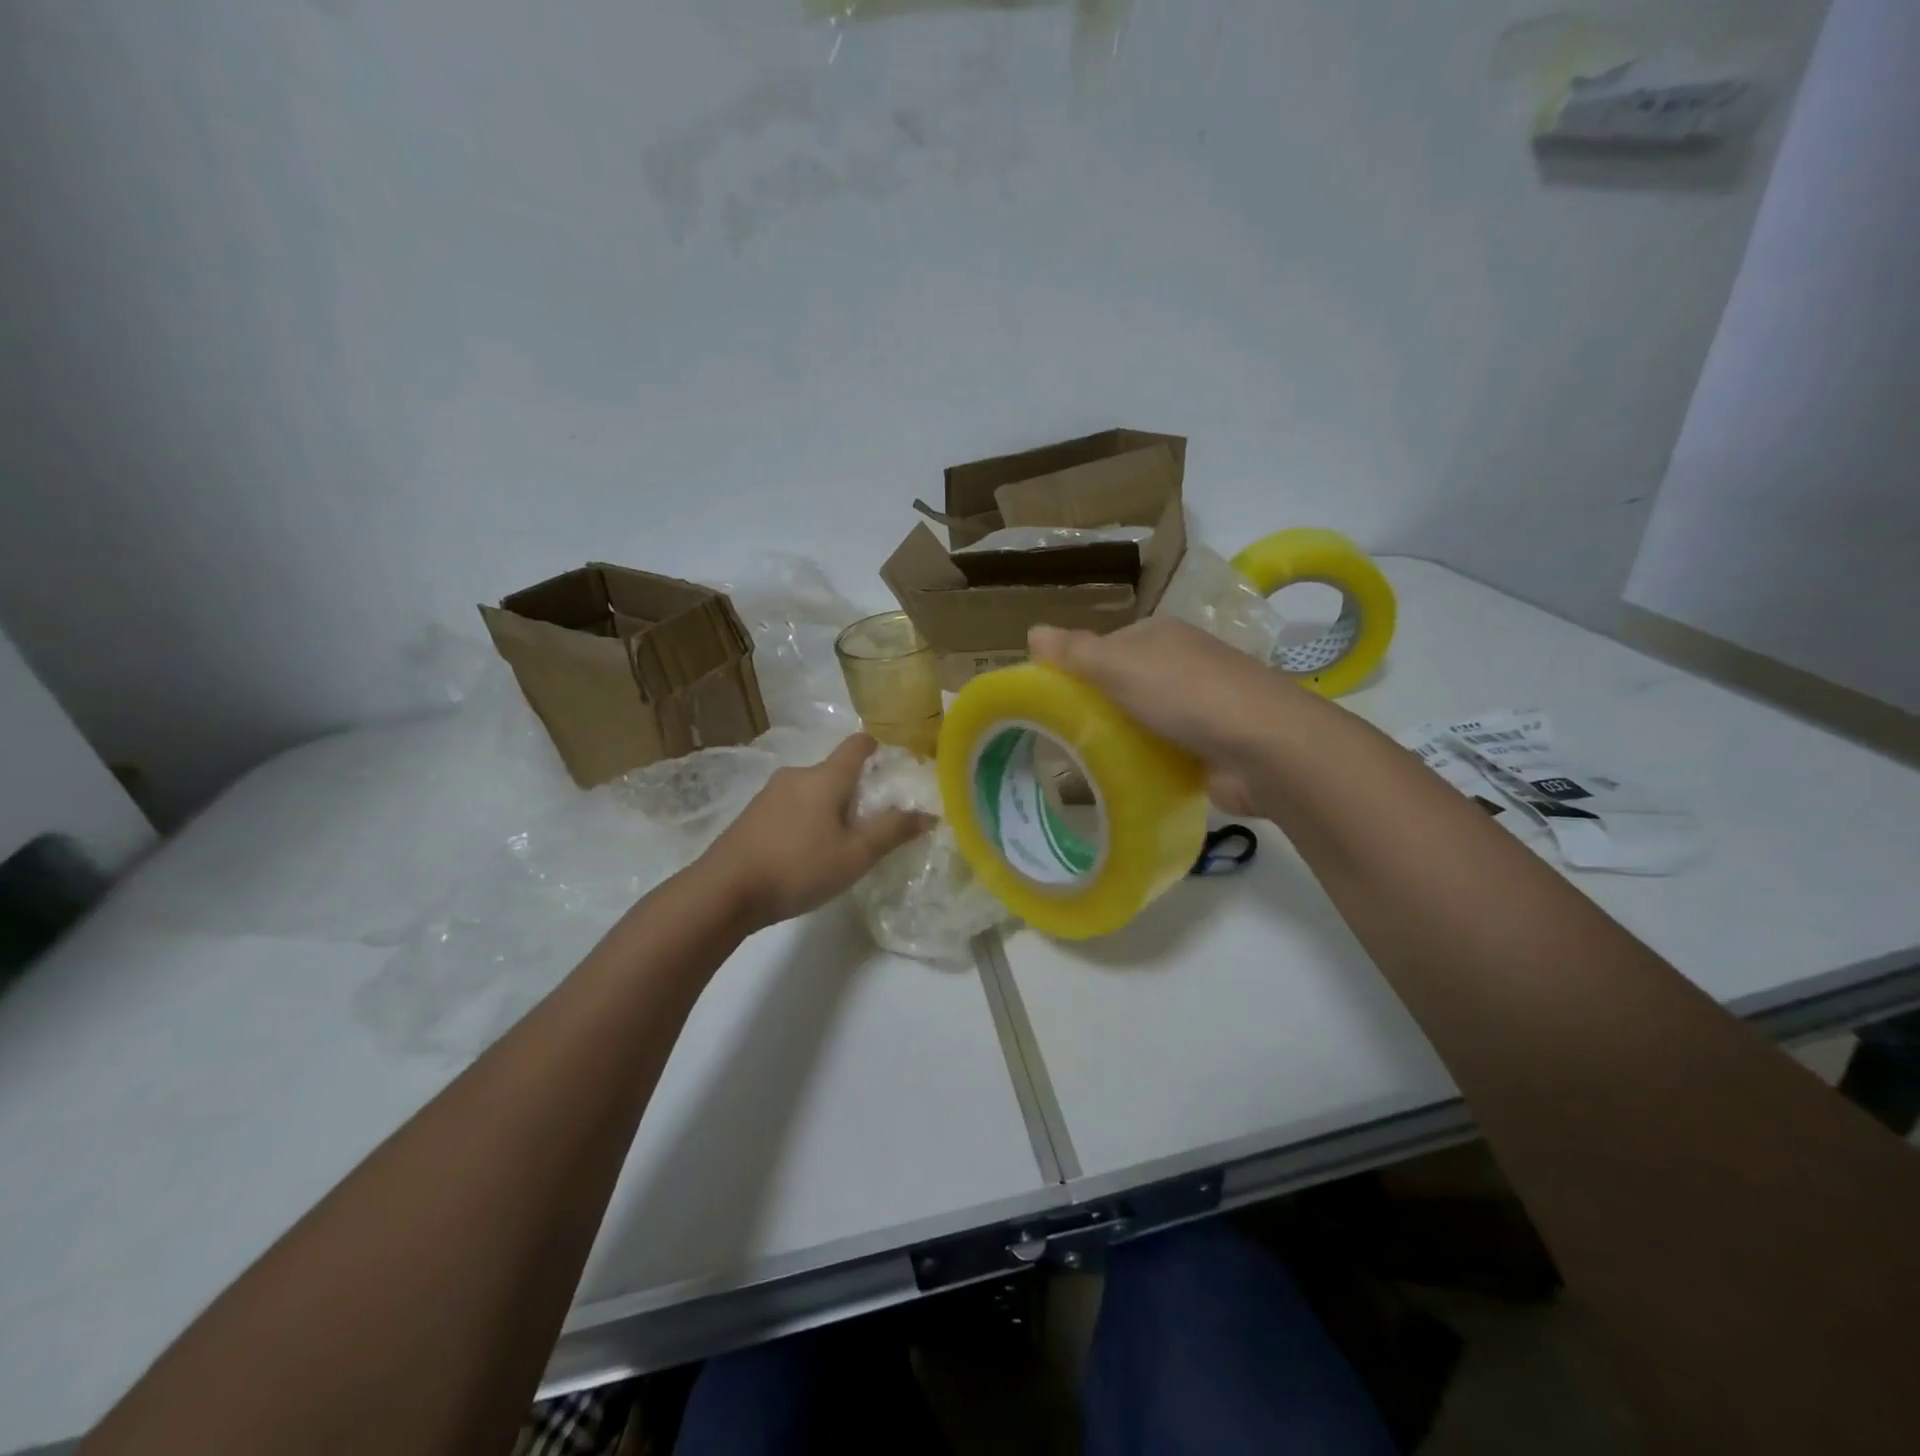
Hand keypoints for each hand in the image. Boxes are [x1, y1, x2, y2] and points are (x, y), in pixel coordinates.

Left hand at [703, 734, 932, 927]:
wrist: (724, 891)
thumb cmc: (799, 867)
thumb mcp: (856, 855)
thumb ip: (893, 831)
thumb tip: (928, 813)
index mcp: (826, 777)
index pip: (857, 744)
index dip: (877, 748)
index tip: (892, 765)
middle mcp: (797, 775)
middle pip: (835, 771)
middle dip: (856, 790)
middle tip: (872, 822)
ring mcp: (769, 794)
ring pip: (812, 791)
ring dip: (829, 807)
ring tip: (840, 842)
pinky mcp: (752, 815)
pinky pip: (791, 807)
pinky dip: (806, 820)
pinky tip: (806, 852)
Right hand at [1028, 618, 1302, 816]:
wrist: (1265, 748)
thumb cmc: (1186, 694)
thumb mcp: (1120, 666)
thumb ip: (1075, 652)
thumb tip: (1032, 631)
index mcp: (1160, 635)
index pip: (1104, 648)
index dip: (1075, 670)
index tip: (1048, 701)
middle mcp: (1181, 664)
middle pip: (1122, 685)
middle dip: (1095, 709)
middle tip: (1060, 738)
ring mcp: (1199, 707)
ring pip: (1141, 721)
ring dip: (1118, 739)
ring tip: (1081, 764)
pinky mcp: (1209, 747)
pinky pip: (1163, 752)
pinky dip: (1144, 763)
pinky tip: (1122, 780)